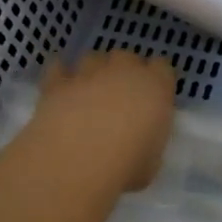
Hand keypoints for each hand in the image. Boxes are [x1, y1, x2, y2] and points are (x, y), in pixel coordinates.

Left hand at [26, 50, 176, 194]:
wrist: (78, 160)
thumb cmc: (126, 165)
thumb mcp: (152, 162)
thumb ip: (148, 142)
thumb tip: (139, 142)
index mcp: (155, 87)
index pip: (163, 67)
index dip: (156, 79)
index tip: (153, 96)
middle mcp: (123, 71)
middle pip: (127, 57)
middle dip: (124, 72)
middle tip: (120, 97)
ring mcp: (89, 73)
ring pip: (94, 57)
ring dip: (94, 71)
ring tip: (89, 92)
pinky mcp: (58, 83)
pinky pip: (58, 67)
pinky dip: (60, 74)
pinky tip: (60, 88)